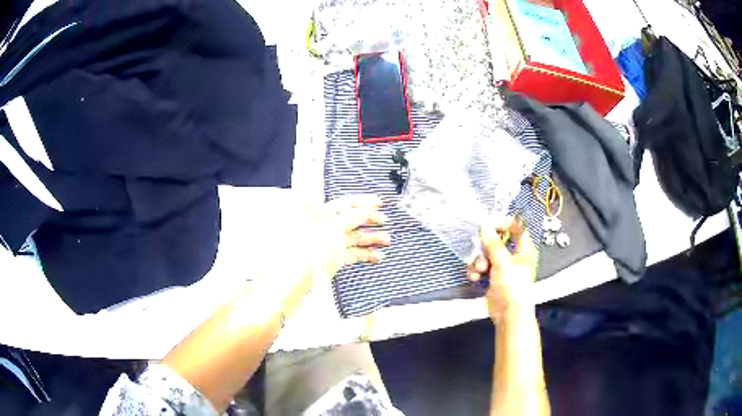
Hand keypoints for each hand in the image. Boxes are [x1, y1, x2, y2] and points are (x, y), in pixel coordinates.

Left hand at [309, 194, 390, 279]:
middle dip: (370, 219)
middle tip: (384, 220)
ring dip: (371, 237)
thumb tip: (366, 209)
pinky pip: (352, 253)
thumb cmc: (310, 248)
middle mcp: (326, 226)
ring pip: (354, 237)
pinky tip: (377, 255)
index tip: (379, 202)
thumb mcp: (334, 227)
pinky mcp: (334, 259)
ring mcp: (330, 243)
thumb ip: (352, 217)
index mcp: (322, 214)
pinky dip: (365, 254)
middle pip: (352, 219)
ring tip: (387, 240)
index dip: (363, 201)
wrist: (298, 275)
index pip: (346, 203)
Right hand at [467, 216, 537, 322]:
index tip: (487, 225)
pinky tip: (475, 278)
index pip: (514, 226)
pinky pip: (481, 267)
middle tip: (481, 253)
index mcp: (523, 248)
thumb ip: (493, 243)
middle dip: (484, 247)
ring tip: (479, 271)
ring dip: (478, 260)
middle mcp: (513, 254)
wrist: (509, 315)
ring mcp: (502, 266)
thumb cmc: (512, 287)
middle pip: (496, 240)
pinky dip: (476, 271)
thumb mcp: (503, 263)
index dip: (501, 223)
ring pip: (485, 254)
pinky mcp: (492, 277)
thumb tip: (484, 225)